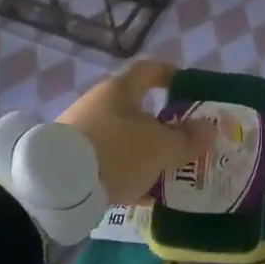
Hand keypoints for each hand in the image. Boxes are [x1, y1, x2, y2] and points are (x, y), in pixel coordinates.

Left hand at [58, 60, 214, 203]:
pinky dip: (125, 172)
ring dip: (144, 151)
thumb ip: (188, 138)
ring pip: (122, 137)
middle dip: (162, 124)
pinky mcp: (69, 159)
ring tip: (165, 172)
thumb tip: (208, 128)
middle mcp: (98, 103)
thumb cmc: (116, 151)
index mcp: (121, 89)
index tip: (189, 90)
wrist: (56, 188)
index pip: (150, 69)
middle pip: (136, 107)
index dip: (171, 76)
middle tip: (183, 141)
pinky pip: (106, 161)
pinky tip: (139, 194)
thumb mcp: (161, 147)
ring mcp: (81, 131)